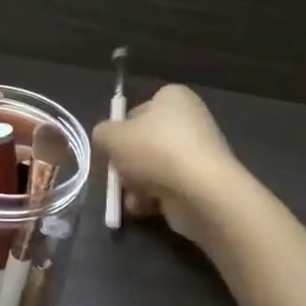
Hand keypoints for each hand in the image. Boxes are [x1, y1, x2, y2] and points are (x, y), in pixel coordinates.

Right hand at [93, 84, 244, 244]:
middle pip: (145, 142)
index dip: (121, 129)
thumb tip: (106, 139)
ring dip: (137, 184)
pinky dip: (154, 197)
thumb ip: (102, 133)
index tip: (112, 148)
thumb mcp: (111, 136)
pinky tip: (145, 207)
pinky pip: (169, 187)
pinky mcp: (203, 182)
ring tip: (131, 196)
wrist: (200, 191)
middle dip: (128, 162)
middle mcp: (190, 120)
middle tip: (118, 174)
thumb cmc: (154, 150)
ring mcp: (199, 153)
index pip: (139, 110)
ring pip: (154, 167)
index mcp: (173, 97)